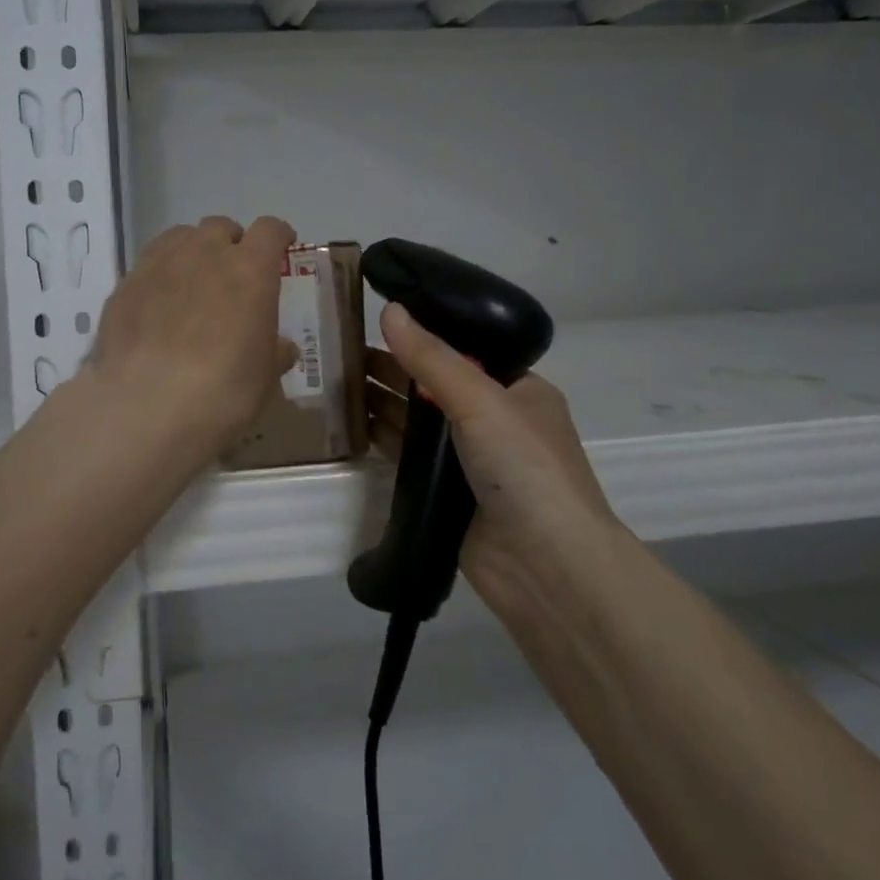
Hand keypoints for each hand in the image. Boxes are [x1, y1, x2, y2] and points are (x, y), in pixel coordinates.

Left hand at [86, 215, 297, 460]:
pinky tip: (157, 306)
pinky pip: (149, 265)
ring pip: (180, 237)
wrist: (146, 405)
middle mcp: (204, 253)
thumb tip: (281, 347)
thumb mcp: (264, 378)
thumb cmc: (223, 390)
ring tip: (192, 281)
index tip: (281, 247)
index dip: (278, 236)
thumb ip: (275, 353)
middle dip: (230, 242)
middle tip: (233, 272)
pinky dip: (160, 275)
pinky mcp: (125, 284)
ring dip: (193, 251)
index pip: (270, 230)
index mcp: (250, 269)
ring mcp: (160, 264)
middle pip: (220, 227)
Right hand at [366, 301, 622, 618]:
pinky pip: (409, 456)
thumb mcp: (480, 401)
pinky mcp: (446, 493)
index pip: (465, 350)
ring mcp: (470, 459)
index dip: (423, 333)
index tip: (378, 316)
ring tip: (334, 378)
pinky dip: (383, 438)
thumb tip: (390, 310)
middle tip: (340, 347)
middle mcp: (495, 421)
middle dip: (393, 366)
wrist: (545, 569)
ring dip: (382, 400)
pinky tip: (350, 422)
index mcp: (519, 390)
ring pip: (418, 420)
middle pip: (435, 383)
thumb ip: (431, 358)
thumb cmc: (525, 468)